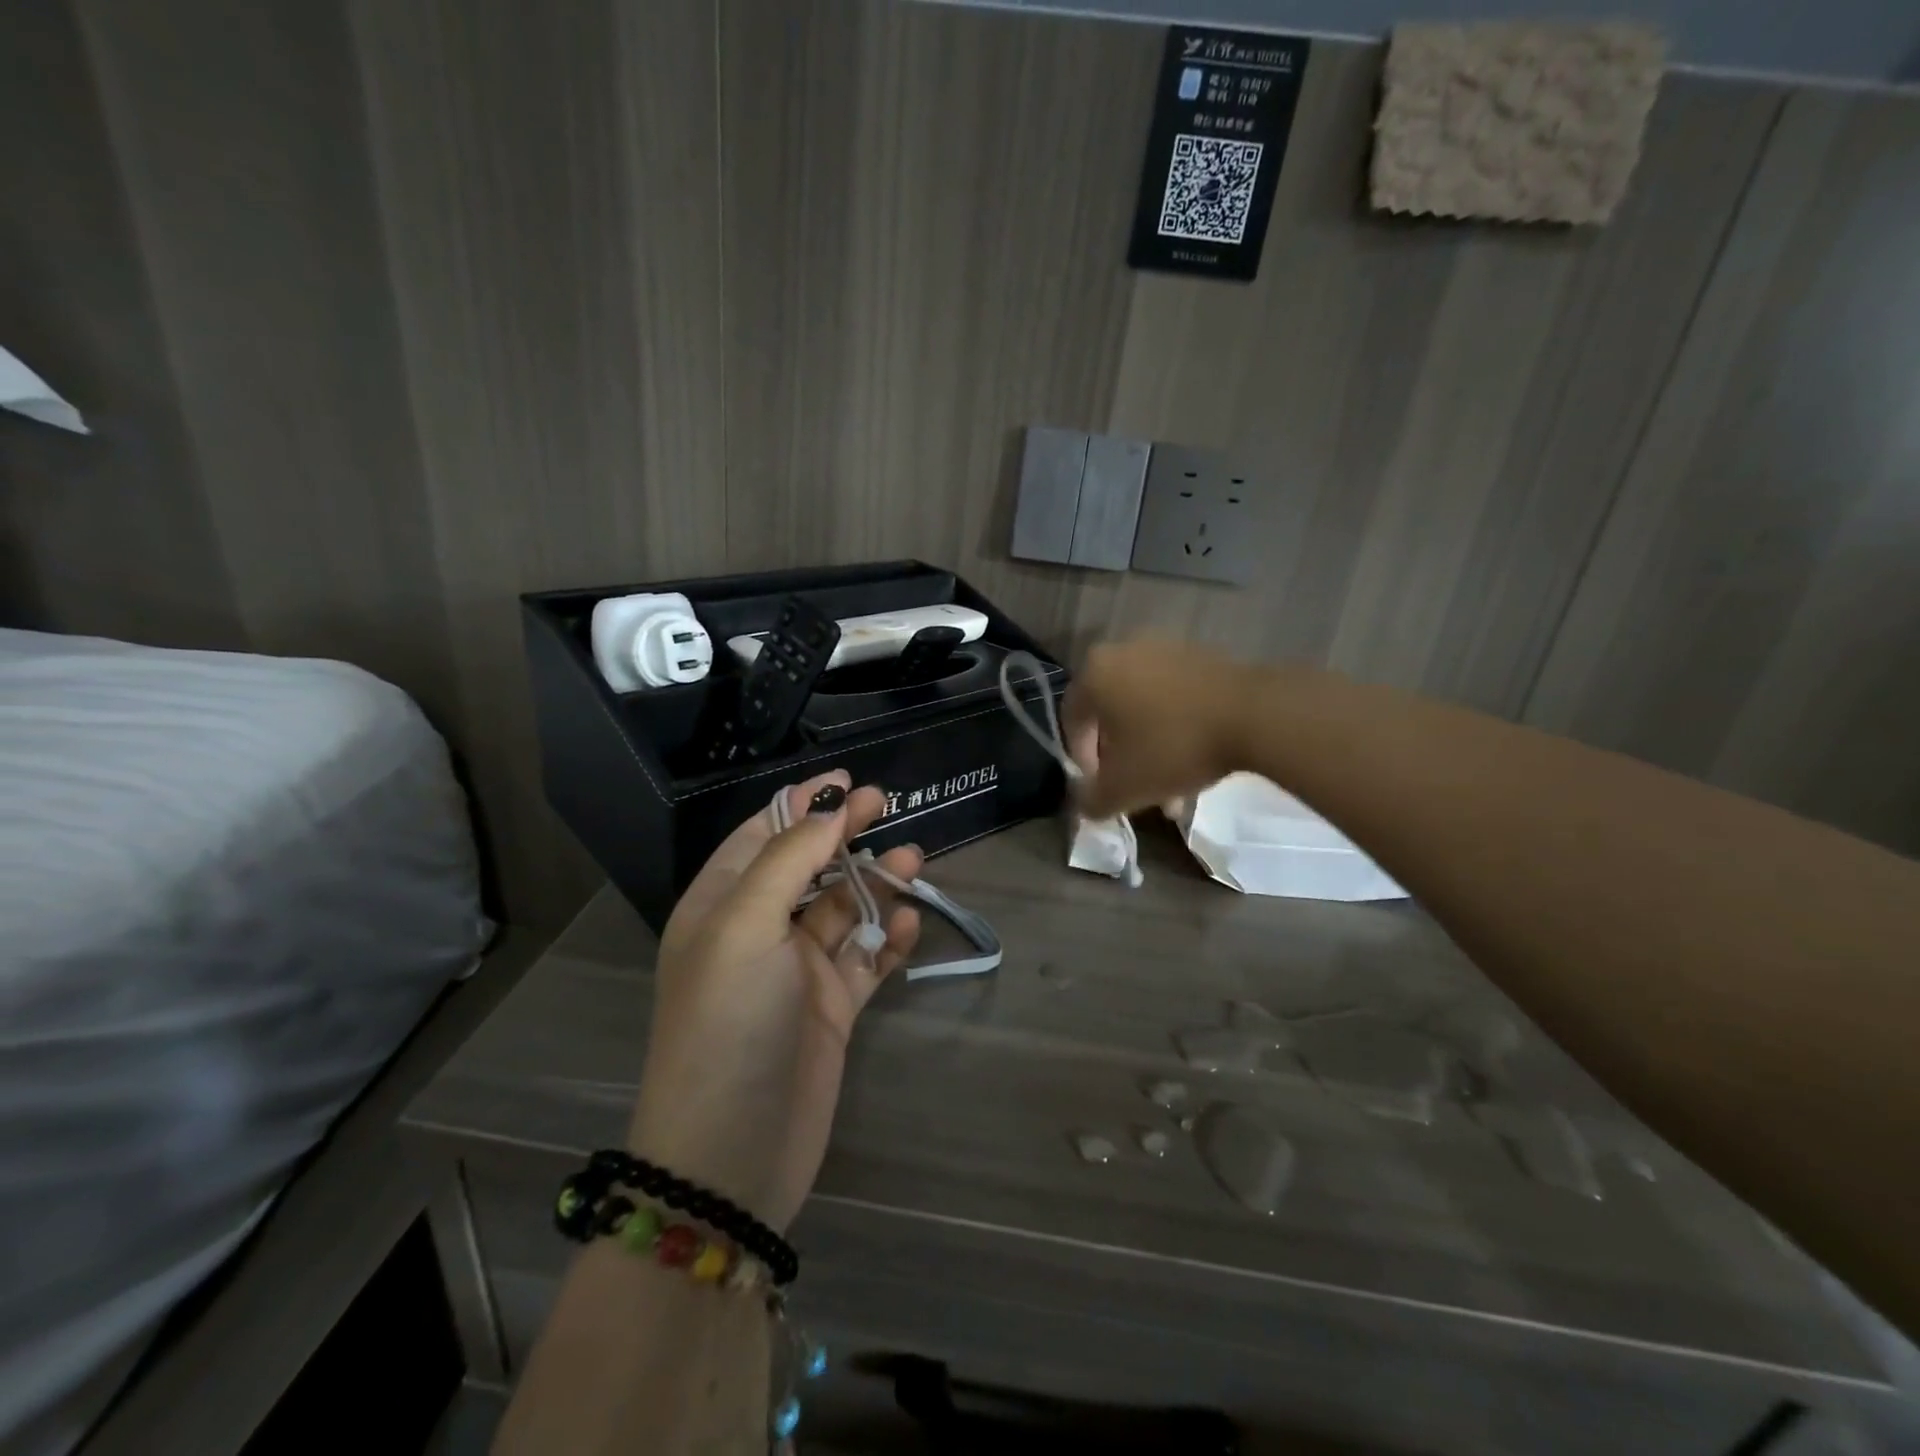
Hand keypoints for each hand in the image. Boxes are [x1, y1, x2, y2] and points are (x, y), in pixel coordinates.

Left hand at [627, 771, 921, 1230]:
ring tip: (913, 862)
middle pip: (808, 866)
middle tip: (886, 806)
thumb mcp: (745, 927)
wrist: (733, 1155)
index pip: (761, 836)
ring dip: (876, 883)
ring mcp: (797, 971)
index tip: (846, 781)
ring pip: (844, 909)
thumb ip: (787, 860)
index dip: (801, 805)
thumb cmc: (728, 1023)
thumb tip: (825, 806)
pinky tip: (907, 929)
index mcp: (721, 906)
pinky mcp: (832, 1007)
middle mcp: (757, 931)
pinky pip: (867, 959)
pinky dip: (888, 940)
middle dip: (844, 835)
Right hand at [1063, 639, 1251, 818]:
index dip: (1082, 760)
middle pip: (1110, 714)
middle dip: (1120, 756)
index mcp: (1094, 673)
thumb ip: (1092, 800)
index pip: (1071, 721)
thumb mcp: (1124, 787)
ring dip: (1149, 746)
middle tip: (1135, 787)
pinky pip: (1174, 696)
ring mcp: (1165, 648)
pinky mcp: (1201, 655)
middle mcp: (1123, 651)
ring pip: (1144, 708)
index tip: (1102, 787)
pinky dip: (1176, 726)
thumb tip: (1084, 806)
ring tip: (1172, 785)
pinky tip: (1195, 758)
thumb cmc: (1174, 747)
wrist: (1255, 715)